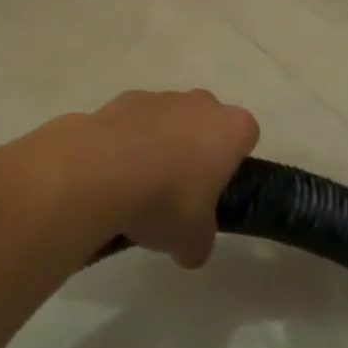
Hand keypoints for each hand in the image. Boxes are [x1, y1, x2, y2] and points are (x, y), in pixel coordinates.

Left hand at [37, 90, 258, 268]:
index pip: (245, 137)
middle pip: (206, 124)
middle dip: (195, 150)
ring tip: (136, 187)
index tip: (213, 191)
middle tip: (177, 192)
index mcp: (232, 129)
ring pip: (168, 120)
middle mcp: (201, 103)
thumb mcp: (192, 240)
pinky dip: (126, 142)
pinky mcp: (123, 99)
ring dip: (159, 145)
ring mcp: (161, 97)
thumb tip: (191, 250)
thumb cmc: (166, 200)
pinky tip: (110, 175)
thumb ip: (199, 242)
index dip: (231, 164)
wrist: (102, 172)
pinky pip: (133, 123)